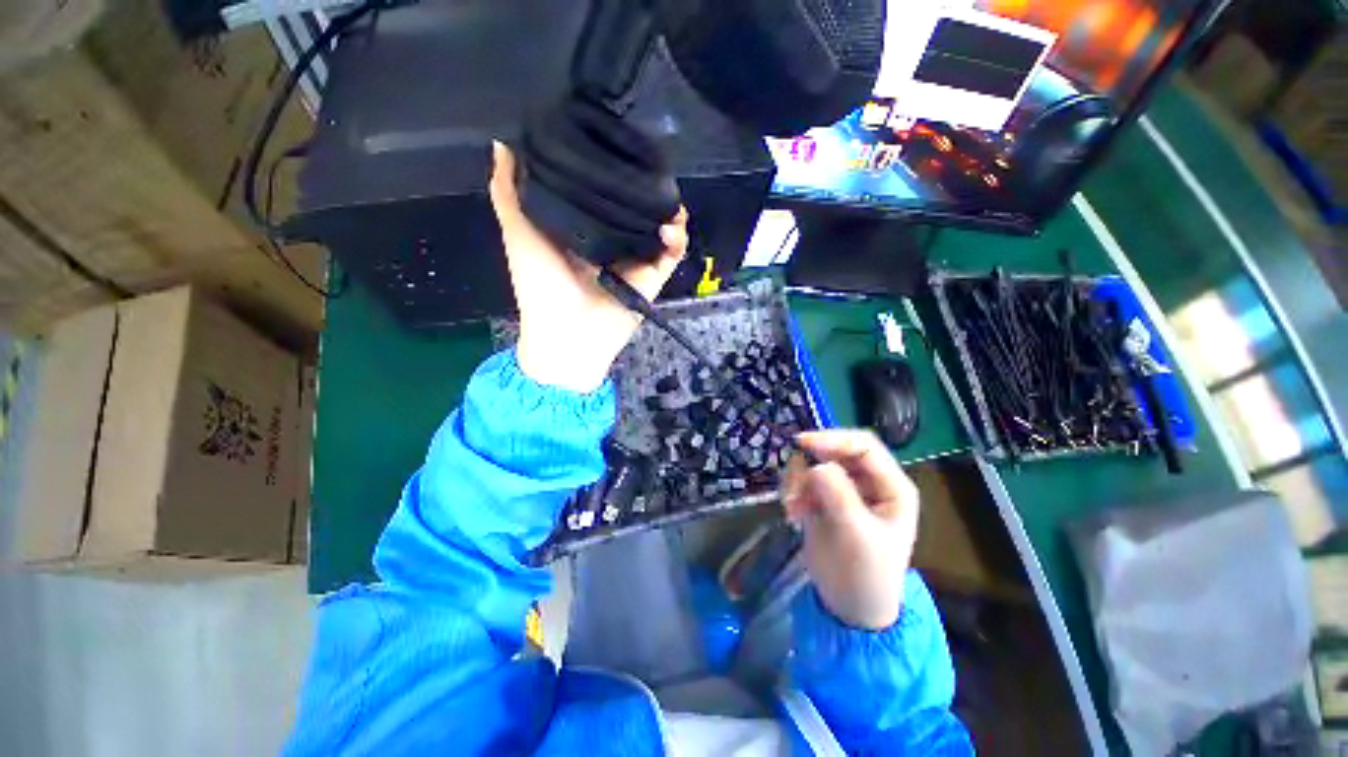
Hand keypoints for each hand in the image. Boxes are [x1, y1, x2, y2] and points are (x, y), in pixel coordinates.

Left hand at [488, 141, 688, 392]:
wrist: (566, 333)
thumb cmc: (539, 284)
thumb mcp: (518, 232)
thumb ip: (508, 191)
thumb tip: (503, 143)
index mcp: (583, 230)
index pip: (602, 193)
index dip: (609, 169)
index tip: (613, 141)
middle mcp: (612, 241)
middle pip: (634, 208)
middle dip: (643, 187)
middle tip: (648, 163)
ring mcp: (635, 260)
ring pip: (659, 228)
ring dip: (668, 210)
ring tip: (666, 193)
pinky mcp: (652, 278)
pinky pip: (671, 254)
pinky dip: (676, 238)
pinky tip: (670, 225)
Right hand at [782, 430, 918, 629]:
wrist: (850, 607)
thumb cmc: (867, 575)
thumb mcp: (858, 536)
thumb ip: (838, 496)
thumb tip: (814, 466)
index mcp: (890, 486)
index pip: (863, 446)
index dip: (834, 439)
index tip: (802, 444)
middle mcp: (868, 482)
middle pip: (835, 451)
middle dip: (811, 463)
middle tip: (793, 484)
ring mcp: (844, 489)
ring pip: (814, 463)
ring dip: (798, 479)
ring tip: (792, 505)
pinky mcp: (822, 499)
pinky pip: (803, 479)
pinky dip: (793, 490)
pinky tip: (792, 513)